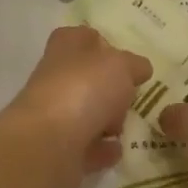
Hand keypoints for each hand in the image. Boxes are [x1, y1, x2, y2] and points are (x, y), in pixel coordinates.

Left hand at [0, 26, 151, 187]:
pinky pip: (86, 147)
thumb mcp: (120, 65)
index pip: (82, 37)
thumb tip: (139, 68)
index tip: (126, 60)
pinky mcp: (58, 150)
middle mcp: (55, 79)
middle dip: (111, 88)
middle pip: (86, 78)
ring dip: (107, 120)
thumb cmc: (83, 90)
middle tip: (133, 96)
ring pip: (86, 114)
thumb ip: (133, 64)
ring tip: (129, 125)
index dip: (104, 45)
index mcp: (65, 48)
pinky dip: (102, 149)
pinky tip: (119, 150)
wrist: (48, 145)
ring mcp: (54, 116)